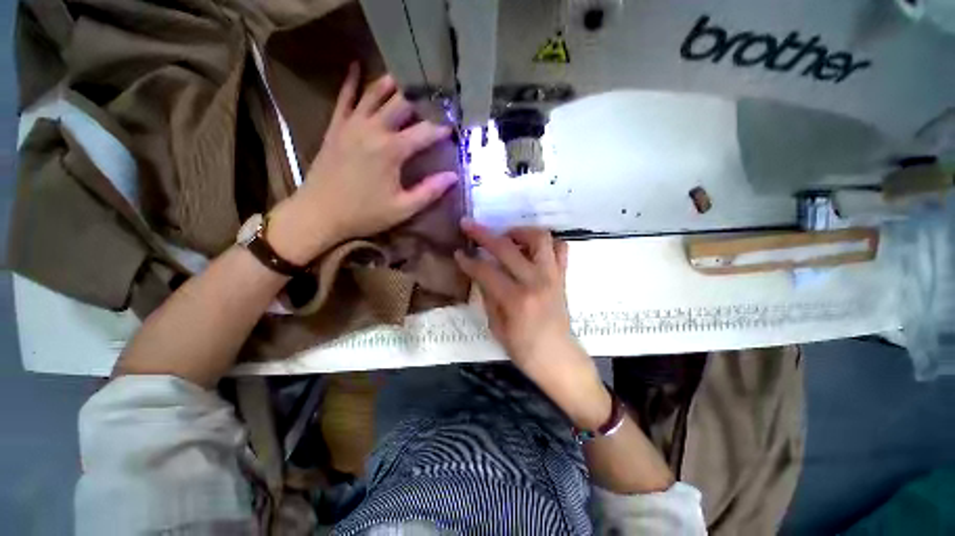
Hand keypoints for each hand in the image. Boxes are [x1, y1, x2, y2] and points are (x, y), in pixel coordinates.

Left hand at [269, 64, 457, 264]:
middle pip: (401, 104)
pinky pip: (344, 98)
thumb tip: (453, 177)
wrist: (319, 213)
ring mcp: (351, 125)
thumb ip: (429, 191)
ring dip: (392, 84)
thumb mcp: (403, 208)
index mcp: (391, 150)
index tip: (453, 128)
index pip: (424, 132)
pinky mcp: (335, 127)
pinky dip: (351, 81)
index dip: (441, 129)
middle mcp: (372, 129)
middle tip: (434, 98)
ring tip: (407, 77)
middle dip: (420, 99)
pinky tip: (357, 66)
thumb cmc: (364, 214)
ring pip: (374, 94)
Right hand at [455, 219, 610, 428]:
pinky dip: (546, 242)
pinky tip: (531, 248)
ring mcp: (552, 276)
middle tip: (469, 226)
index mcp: (516, 300)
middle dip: (483, 234)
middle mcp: (536, 282)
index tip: (458, 252)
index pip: (486, 270)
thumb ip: (488, 296)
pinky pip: (560, 248)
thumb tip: (479, 272)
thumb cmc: (524, 350)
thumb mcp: (497, 327)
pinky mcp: (563, 277)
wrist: (558, 359)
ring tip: (506, 236)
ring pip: (539, 237)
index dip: (468, 260)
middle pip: (507, 247)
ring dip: (519, 231)